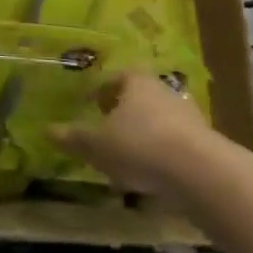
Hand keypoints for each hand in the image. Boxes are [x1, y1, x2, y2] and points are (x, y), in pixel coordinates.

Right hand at [50, 70, 210, 193]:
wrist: (200, 173)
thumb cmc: (139, 145)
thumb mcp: (97, 144)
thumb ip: (73, 137)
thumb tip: (47, 130)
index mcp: (136, 81)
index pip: (116, 77)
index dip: (101, 91)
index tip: (90, 106)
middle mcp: (163, 91)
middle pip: (139, 98)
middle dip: (123, 113)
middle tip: (107, 131)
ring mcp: (188, 116)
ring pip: (158, 121)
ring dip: (144, 135)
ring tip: (128, 158)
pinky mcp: (205, 143)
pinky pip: (175, 144)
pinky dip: (162, 155)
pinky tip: (152, 175)